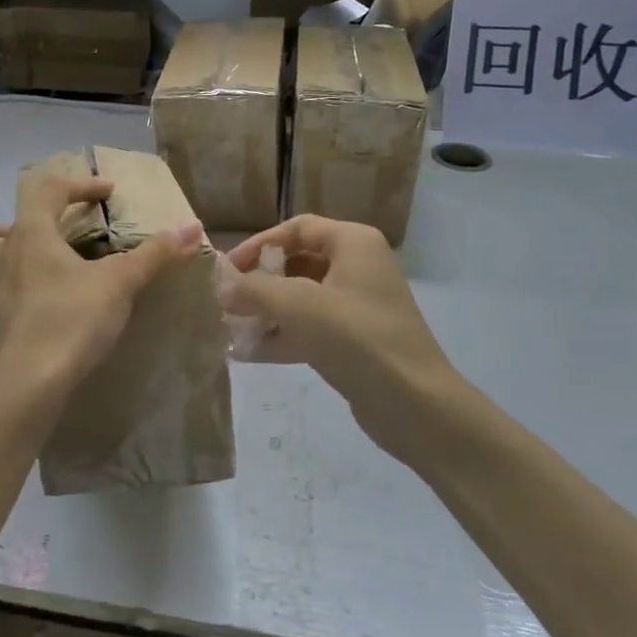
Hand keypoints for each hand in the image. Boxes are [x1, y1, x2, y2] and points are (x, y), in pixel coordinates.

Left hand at [0, 170, 201, 401]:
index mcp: (28, 235)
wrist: (25, 387)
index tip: (106, 193)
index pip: (48, 191)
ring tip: (40, 279)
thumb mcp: (120, 284)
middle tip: (35, 239)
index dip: (79, 185)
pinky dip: (13, 304)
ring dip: (5, 267)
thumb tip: (191, 227)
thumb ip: (155, 254)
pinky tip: (38, 317)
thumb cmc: (69, 320)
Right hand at [220, 216, 460, 459]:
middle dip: (260, 283)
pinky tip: (248, 354)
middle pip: (297, 263)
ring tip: (230, 329)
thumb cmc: (359, 340)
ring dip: (267, 312)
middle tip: (226, 302)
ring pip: (301, 299)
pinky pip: (310, 328)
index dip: (259, 244)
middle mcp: (358, 267)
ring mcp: (358, 306)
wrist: (418, 407)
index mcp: (354, 244)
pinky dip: (282, 336)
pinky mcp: (355, 341)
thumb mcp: (301, 307)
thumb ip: (254, 290)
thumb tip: (219, 282)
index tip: (227, 270)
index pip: (297, 228)